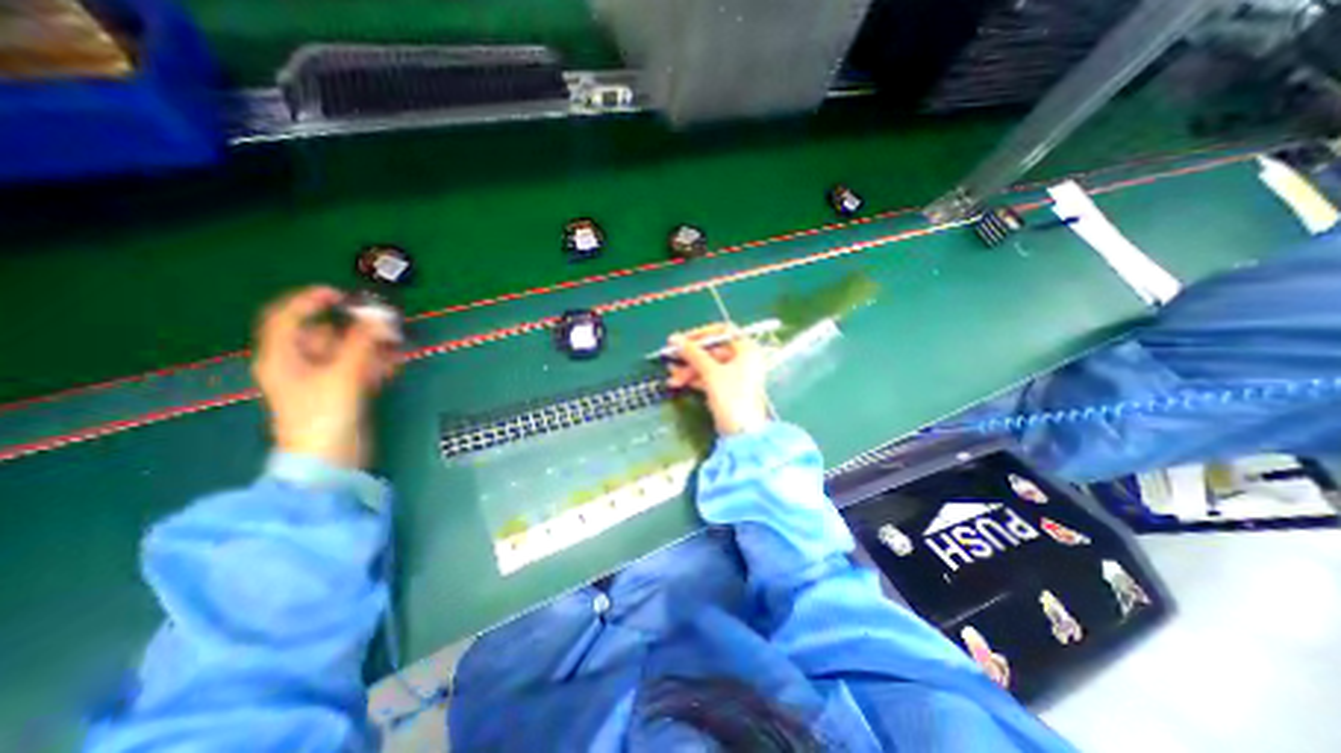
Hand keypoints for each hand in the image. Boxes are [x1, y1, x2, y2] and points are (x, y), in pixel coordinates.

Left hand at [251, 285, 397, 467]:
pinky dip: (376, 363)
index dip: (309, 301)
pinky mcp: (343, 392)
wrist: (329, 459)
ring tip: (395, 345)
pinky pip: (360, 368)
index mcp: (283, 358)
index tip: (341, 294)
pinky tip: (393, 365)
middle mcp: (300, 364)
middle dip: (355, 327)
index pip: (287, 318)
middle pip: (325, 334)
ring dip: (371, 346)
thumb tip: (380, 317)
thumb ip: (362, 344)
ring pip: (347, 351)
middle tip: (384, 324)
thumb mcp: (343, 376)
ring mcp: (323, 379)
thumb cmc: (324, 416)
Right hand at [666, 321, 768, 435]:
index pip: (723, 331)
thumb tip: (674, 339)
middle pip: (713, 350)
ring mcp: (736, 376)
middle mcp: (744, 359)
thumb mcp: (711, 372)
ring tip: (672, 377)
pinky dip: (695, 379)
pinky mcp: (729, 390)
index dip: (701, 334)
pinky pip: (710, 378)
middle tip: (671, 359)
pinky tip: (679, 383)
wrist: (742, 435)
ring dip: (689, 370)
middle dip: (690, 356)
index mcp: (747, 350)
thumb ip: (693, 353)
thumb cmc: (732, 398)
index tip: (681, 340)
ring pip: (709, 365)